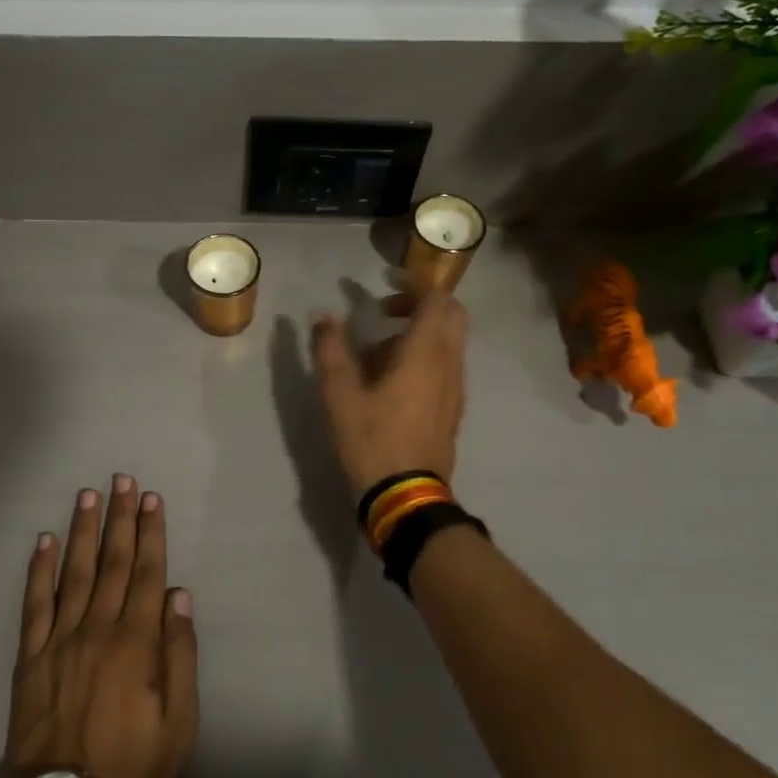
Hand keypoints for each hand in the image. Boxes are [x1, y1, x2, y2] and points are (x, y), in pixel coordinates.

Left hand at [5, 474, 198, 777]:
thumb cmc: (135, 768)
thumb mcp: (180, 721)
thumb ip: (180, 654)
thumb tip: (178, 597)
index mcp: (136, 642)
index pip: (147, 573)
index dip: (150, 533)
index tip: (151, 499)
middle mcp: (97, 629)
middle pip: (112, 563)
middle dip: (119, 519)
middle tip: (121, 481)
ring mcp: (59, 641)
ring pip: (74, 573)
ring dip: (82, 532)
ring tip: (87, 496)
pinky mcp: (29, 660)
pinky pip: (34, 605)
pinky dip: (38, 571)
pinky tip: (43, 543)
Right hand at [312, 291, 468, 502]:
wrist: (406, 497)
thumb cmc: (372, 440)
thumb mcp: (339, 394)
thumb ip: (330, 349)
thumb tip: (322, 316)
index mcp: (425, 353)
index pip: (436, 299)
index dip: (414, 283)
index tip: (386, 280)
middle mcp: (449, 363)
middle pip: (451, 315)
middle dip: (421, 303)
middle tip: (385, 311)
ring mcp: (455, 388)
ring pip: (448, 342)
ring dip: (419, 332)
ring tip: (377, 351)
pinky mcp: (452, 408)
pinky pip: (445, 365)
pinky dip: (424, 356)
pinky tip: (391, 380)